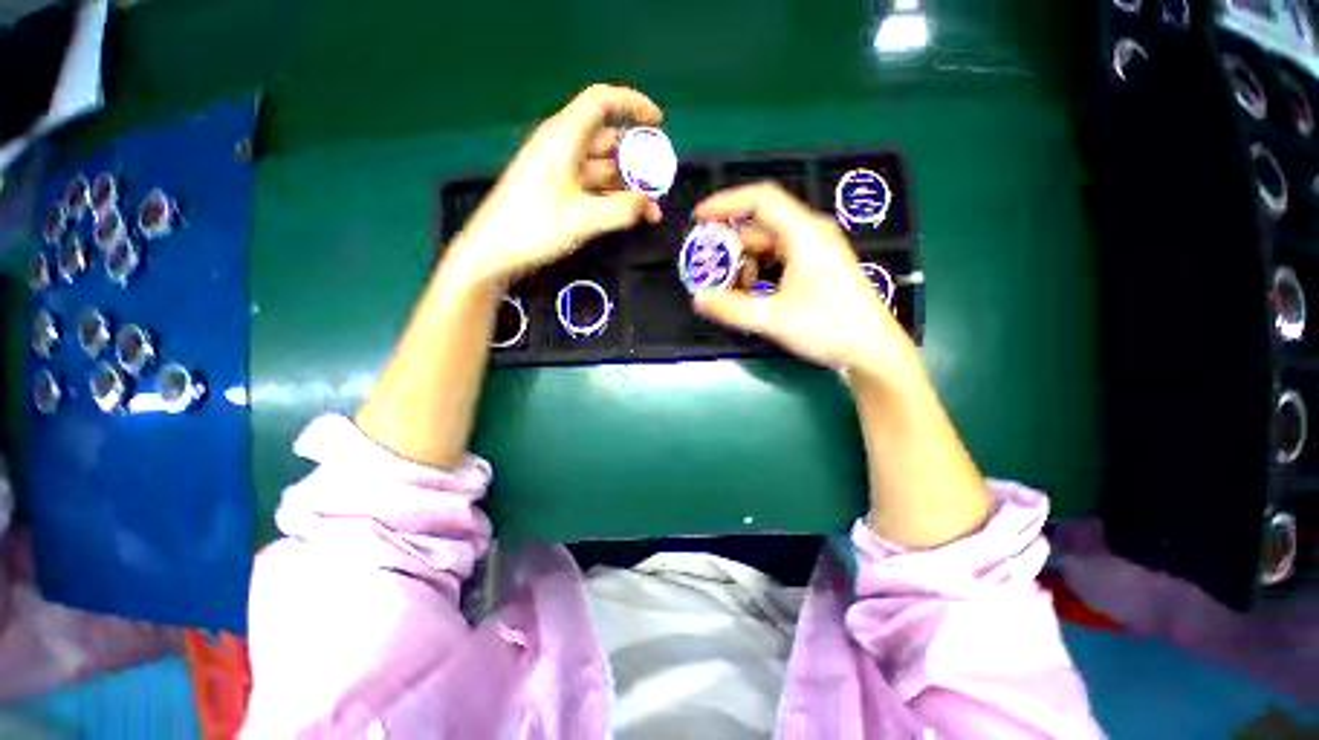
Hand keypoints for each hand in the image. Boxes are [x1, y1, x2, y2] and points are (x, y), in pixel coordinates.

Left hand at [446, 84, 664, 286]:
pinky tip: (630, 217)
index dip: (632, 104)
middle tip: (661, 183)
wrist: (492, 253)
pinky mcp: (558, 193)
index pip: (602, 101)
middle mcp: (563, 148)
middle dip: (637, 159)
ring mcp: (560, 172)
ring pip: (603, 169)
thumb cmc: (533, 228)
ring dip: (628, 186)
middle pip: (608, 140)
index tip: (659, 122)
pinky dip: (613, 199)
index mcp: (564, 138)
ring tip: (652, 211)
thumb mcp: (582, 219)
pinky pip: (593, 188)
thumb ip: (621, 210)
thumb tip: (650, 204)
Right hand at [692, 183, 916, 376]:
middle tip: (707, 269)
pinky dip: (758, 272)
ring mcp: (815, 251)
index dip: (726, 203)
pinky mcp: (816, 267)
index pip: (761, 200)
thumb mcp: (776, 319)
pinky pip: (778, 259)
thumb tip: (698, 299)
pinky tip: (750, 295)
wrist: (873, 350)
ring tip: (728, 290)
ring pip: (767, 246)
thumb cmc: (830, 328)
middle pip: (760, 227)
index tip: (698, 218)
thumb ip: (733, 309)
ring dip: (744, 264)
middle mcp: (810, 234)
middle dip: (730, 246)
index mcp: (804, 234)